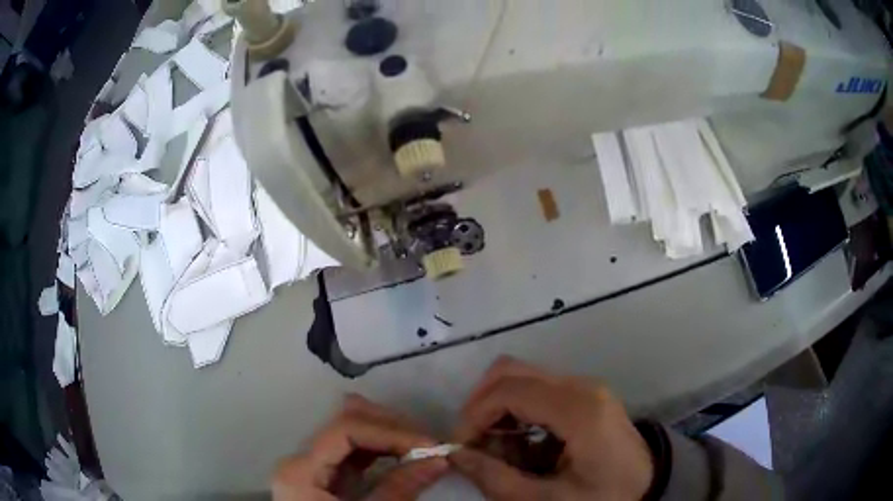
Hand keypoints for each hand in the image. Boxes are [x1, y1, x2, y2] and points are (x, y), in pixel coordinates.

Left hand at [273, 395, 447, 500]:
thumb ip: (401, 488)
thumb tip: (439, 459)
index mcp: (300, 470)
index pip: (344, 429)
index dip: (389, 431)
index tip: (429, 445)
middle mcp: (301, 460)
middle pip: (344, 423)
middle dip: (391, 428)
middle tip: (429, 445)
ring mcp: (312, 467)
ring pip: (350, 433)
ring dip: (388, 435)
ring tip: (421, 448)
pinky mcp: (326, 477)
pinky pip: (354, 453)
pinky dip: (381, 450)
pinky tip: (404, 455)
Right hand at [450, 357, 653, 499]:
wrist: (651, 486)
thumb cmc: (606, 497)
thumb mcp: (549, 500)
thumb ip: (498, 479)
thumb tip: (457, 456)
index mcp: (577, 409)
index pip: (508, 390)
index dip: (473, 415)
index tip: (461, 447)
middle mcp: (580, 386)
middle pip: (510, 371)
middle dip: (480, 405)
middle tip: (474, 444)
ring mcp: (583, 387)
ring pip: (521, 378)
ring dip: (498, 410)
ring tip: (498, 451)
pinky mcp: (583, 395)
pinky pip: (537, 391)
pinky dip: (516, 413)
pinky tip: (521, 446)